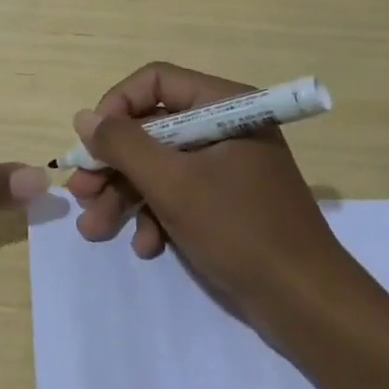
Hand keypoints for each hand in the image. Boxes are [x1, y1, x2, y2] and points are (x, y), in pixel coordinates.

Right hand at [67, 62, 350, 316]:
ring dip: (125, 195)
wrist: (307, 307)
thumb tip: (83, 117)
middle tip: (81, 191)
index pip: (156, 81)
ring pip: (160, 165)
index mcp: (225, 105)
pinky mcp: (227, 202)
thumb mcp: (172, 184)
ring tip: (95, 229)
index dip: (117, 106)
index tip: (91, 142)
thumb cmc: (240, 231)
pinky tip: (145, 246)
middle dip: (114, 163)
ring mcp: (227, 166)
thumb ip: (123, 144)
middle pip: (152, 128)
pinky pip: (180, 193)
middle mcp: (226, 127)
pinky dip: (156, 215)